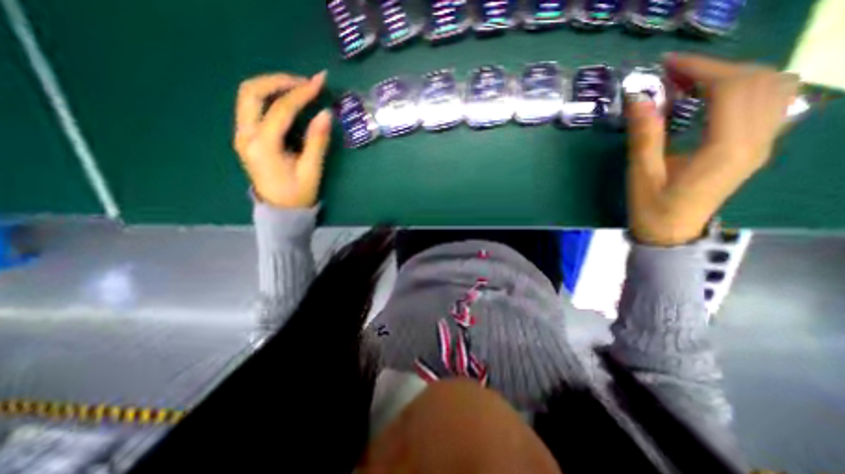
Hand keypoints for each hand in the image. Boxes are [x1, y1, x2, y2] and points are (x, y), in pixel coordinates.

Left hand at [235, 71, 334, 205]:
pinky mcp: (246, 137)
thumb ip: (317, 141)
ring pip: (248, 95)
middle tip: (304, 82)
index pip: (280, 109)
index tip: (319, 83)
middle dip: (279, 80)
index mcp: (263, 146)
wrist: (280, 211)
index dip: (301, 93)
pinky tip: (287, 101)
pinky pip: (252, 107)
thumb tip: (326, 114)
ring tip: (298, 88)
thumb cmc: (298, 195)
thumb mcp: (311, 171)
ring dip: (272, 85)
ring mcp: (242, 135)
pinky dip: (268, 97)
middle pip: (252, 91)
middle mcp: (246, 136)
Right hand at [626, 53, 799, 246]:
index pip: (730, 88)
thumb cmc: (652, 208)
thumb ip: (644, 135)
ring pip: (772, 87)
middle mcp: (757, 140)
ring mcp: (763, 144)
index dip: (699, 68)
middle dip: (714, 68)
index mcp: (726, 148)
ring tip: (691, 85)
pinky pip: (770, 103)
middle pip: (757, 80)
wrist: (672, 234)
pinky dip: (744, 89)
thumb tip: (639, 98)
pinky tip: (712, 99)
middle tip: (672, 75)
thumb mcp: (642, 174)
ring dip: (733, 76)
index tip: (666, 64)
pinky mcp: (756, 148)